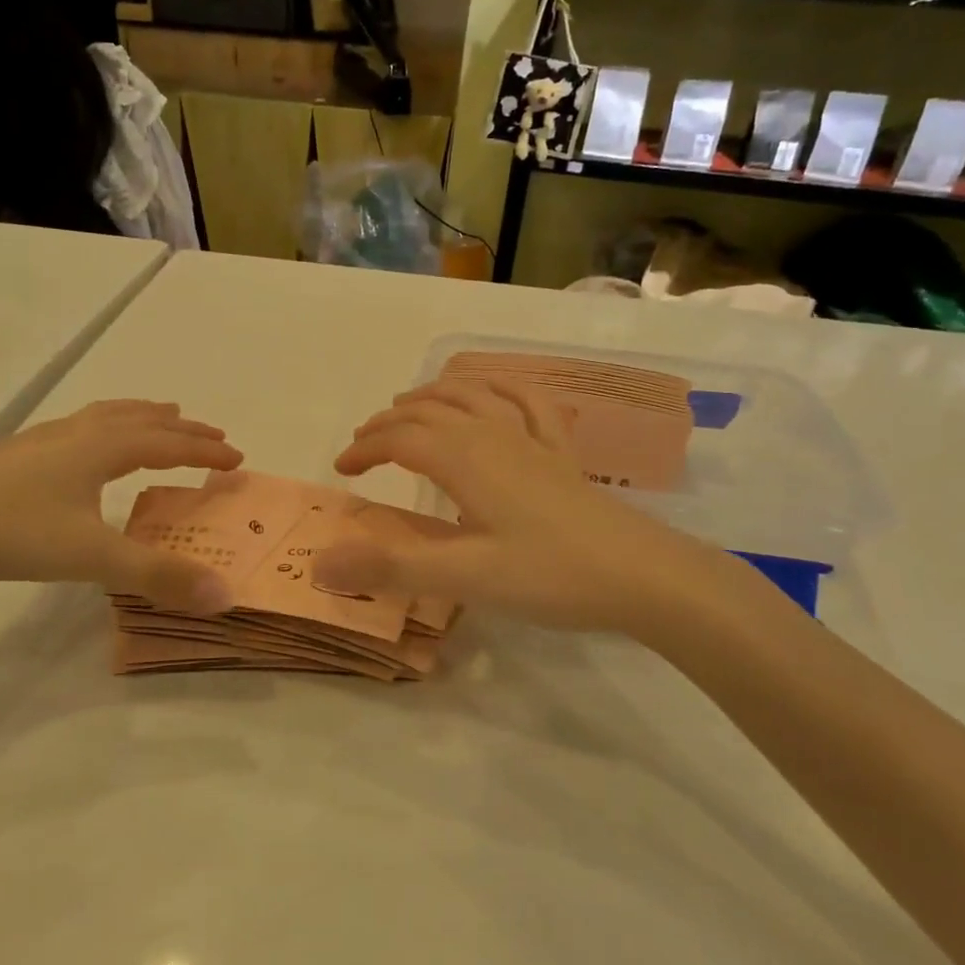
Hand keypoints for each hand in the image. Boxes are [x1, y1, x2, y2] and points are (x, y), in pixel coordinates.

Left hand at [0, 401, 242, 610]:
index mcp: (102, 449)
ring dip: (143, 416)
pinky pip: (79, 427)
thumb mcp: (91, 557)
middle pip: (142, 421)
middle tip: (212, 434)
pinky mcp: (16, 455)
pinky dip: (105, 425)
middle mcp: (77, 435)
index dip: (204, 451)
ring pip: (106, 416)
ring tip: (162, 414)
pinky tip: (87, 444)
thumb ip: (158, 576)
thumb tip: (224, 594)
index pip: (168, 444)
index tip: (237, 459)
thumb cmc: (10, 532)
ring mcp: (43, 441)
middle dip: (182, 429)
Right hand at [317, 380, 790, 651]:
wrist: (644, 576)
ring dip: (433, 396)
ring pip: (472, 396)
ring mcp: (531, 440)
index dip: (365, 448)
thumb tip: (320, 564)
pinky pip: (528, 402)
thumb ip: (392, 567)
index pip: (400, 439)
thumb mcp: (465, 577)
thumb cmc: (551, 575)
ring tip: (411, 406)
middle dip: (390, 422)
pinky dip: (501, 387)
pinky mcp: (560, 454)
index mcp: (465, 459)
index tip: (342, 470)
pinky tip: (496, 390)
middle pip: (430, 412)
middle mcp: (493, 435)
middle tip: (364, 443)